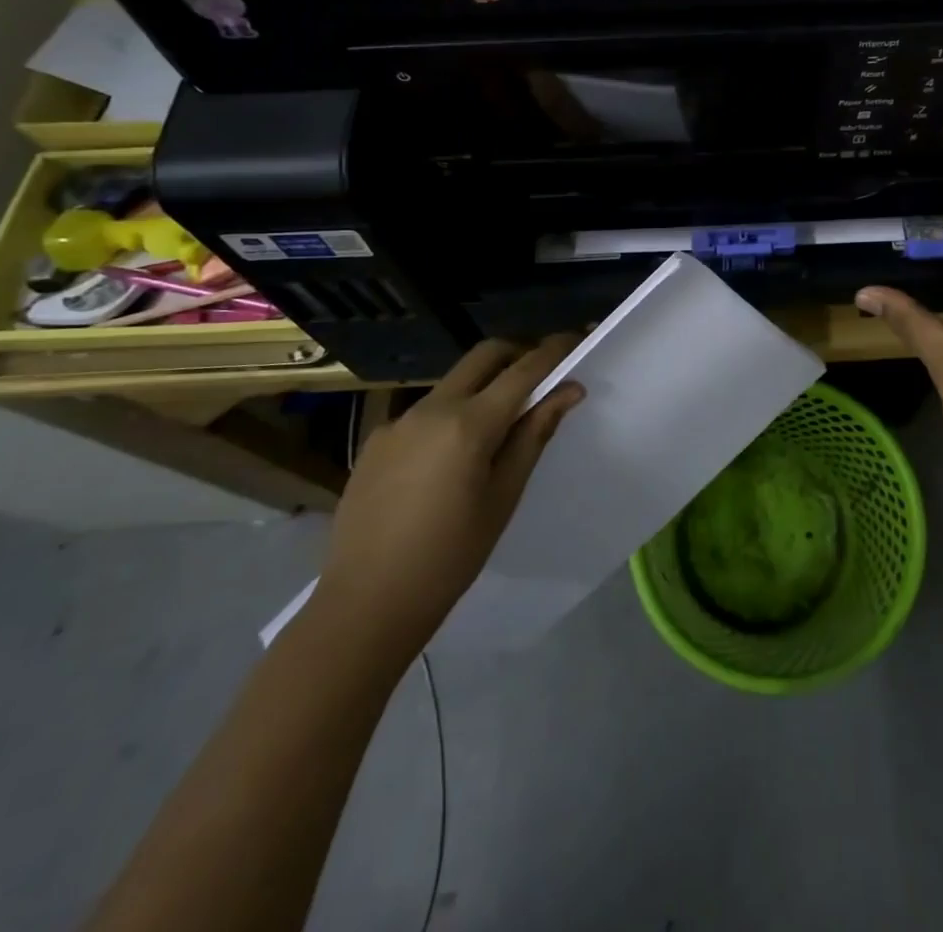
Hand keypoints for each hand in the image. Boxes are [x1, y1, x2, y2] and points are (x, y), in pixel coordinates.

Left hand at [317, 335, 584, 638]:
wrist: (366, 604)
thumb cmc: (451, 557)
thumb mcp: (504, 496)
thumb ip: (534, 435)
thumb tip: (568, 390)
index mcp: (469, 424)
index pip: (523, 369)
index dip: (553, 350)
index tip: (577, 338)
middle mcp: (431, 408)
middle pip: (484, 355)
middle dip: (518, 352)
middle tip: (543, 374)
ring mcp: (398, 421)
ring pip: (453, 382)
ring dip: (484, 385)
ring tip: (500, 426)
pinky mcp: (376, 440)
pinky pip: (425, 411)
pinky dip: (452, 414)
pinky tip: (451, 458)